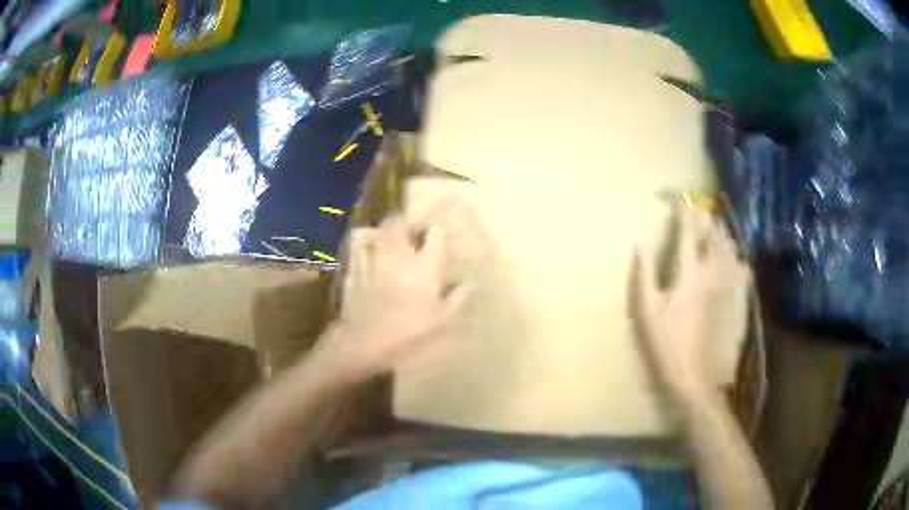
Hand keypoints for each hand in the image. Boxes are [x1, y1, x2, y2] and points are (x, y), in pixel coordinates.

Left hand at [322, 216, 468, 380]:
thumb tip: (470, 284)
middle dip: (407, 223)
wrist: (367, 341)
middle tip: (415, 232)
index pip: (435, 233)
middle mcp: (399, 254)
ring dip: (387, 233)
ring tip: (394, 241)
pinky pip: (362, 250)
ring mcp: (374, 260)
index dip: (440, 229)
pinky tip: (373, 257)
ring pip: (379, 232)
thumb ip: (458, 298)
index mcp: (424, 264)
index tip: (444, 234)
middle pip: (399, 223)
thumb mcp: (443, 320)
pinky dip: (369, 248)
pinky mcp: (356, 270)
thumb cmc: (410, 330)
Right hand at [630, 206, 749, 400]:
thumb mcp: (646, 311)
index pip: (688, 226)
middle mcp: (715, 268)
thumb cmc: (667, 346)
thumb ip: (643, 272)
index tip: (676, 197)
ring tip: (712, 230)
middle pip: (714, 229)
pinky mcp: (742, 297)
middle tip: (696, 212)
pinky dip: (735, 254)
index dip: (682, 207)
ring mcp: (732, 283)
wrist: (699, 380)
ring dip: (720, 232)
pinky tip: (732, 258)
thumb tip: (640, 241)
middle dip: (704, 215)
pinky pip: (742, 264)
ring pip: (730, 244)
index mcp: (690, 270)